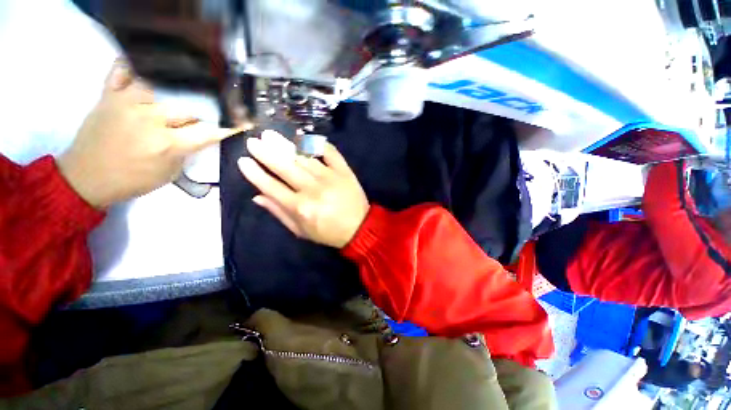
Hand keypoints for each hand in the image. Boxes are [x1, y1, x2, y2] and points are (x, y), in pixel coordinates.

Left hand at [58, 60, 246, 207]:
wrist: (87, 177)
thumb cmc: (133, 180)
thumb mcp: (170, 173)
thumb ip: (187, 152)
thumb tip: (202, 136)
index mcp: (167, 144)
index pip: (207, 132)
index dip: (227, 127)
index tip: (243, 123)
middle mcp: (150, 119)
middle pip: (188, 107)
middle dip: (200, 114)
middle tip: (202, 118)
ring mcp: (127, 103)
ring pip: (163, 85)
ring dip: (175, 92)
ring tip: (181, 94)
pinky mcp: (109, 95)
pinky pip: (123, 71)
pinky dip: (134, 67)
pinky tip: (146, 69)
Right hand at [238, 130, 369, 247]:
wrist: (359, 228)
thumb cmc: (328, 232)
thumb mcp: (301, 230)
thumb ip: (279, 213)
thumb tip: (257, 196)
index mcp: (300, 207)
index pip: (271, 187)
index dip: (255, 173)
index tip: (243, 161)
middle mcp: (313, 190)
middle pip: (285, 167)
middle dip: (266, 153)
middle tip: (254, 141)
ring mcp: (330, 177)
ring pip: (304, 158)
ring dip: (286, 145)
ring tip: (271, 136)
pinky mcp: (344, 171)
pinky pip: (330, 153)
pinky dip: (317, 144)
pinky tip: (305, 137)